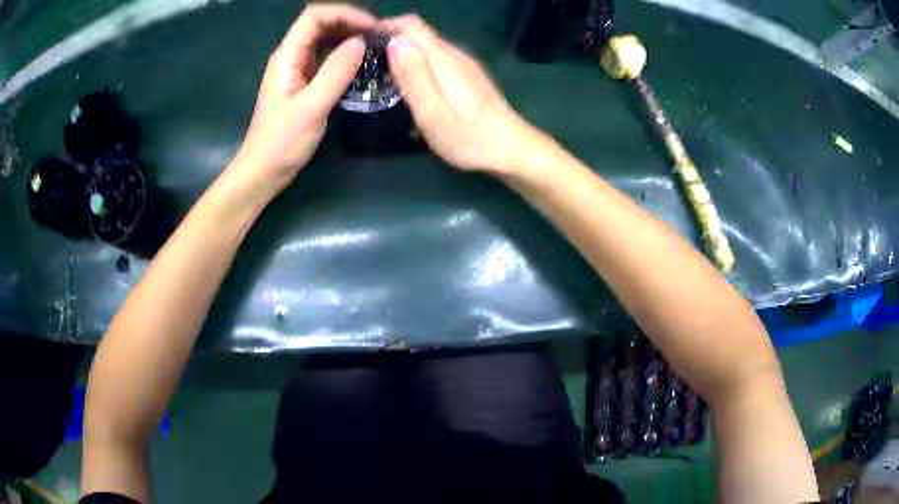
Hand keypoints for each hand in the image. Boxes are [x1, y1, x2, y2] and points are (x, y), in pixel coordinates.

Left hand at [231, 4, 375, 192]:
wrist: (263, 170)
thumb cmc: (282, 141)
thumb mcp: (312, 106)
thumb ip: (336, 71)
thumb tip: (361, 42)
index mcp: (287, 56)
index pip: (314, 16)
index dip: (344, 14)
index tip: (372, 27)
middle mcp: (291, 56)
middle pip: (320, 23)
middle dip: (350, 22)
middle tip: (379, 36)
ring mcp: (296, 69)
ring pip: (324, 39)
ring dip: (349, 36)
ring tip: (375, 45)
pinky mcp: (303, 83)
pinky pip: (325, 58)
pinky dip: (344, 54)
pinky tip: (360, 62)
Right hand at [381, 16, 542, 174]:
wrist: (511, 149)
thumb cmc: (469, 138)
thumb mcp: (433, 113)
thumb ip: (414, 76)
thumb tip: (395, 42)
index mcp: (444, 59)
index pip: (411, 25)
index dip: (386, 27)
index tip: (363, 44)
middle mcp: (455, 54)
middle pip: (418, 32)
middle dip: (391, 40)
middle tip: (367, 65)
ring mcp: (464, 63)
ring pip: (426, 45)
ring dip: (403, 52)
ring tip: (383, 75)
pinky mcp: (467, 74)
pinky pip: (436, 58)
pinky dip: (417, 63)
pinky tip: (411, 85)